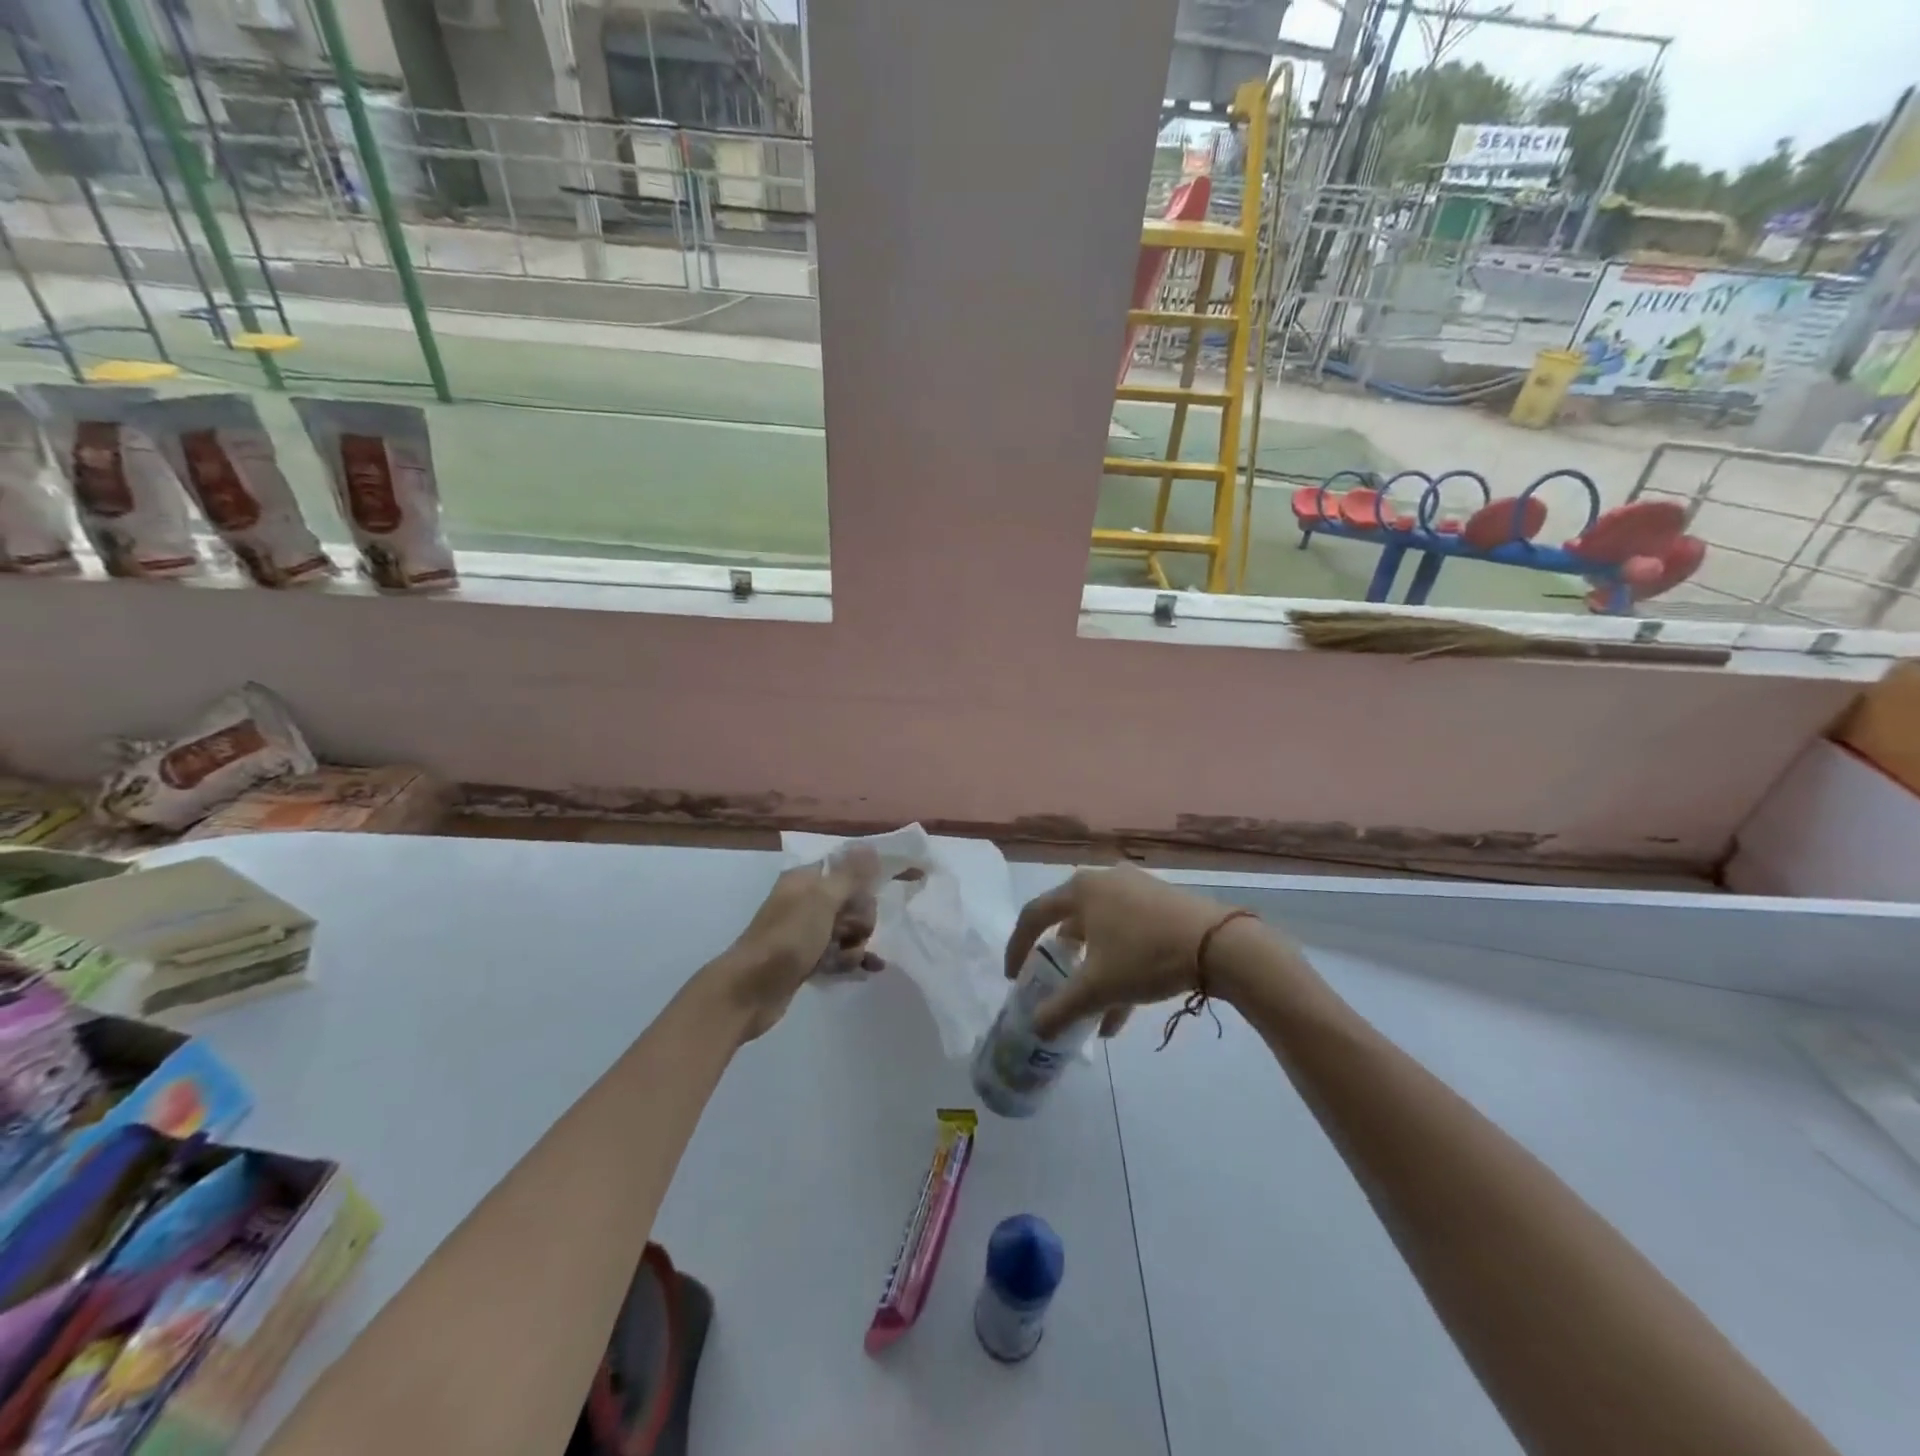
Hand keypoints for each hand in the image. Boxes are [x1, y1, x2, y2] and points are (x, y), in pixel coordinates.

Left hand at [707, 847, 883, 1041]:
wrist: (750, 990)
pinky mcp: (807, 959)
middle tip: (855, 934)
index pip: (845, 870)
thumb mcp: (822, 900)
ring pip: (847, 930)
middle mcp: (806, 901)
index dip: (862, 885)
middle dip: (861, 919)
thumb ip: (850, 874)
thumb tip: (869, 846)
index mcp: (806, 880)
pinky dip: (852, 959)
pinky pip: (839, 953)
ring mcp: (806, 932)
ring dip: (856, 944)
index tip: (870, 900)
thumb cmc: (787, 938)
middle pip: (851, 902)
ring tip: (850, 959)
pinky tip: (870, 969)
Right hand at [1005, 865, 1250, 1039]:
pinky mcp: (1161, 902)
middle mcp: (1103, 881)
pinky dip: (1119, 966)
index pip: (1034, 915)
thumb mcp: (1097, 988)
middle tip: (1052, 983)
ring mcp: (1135, 888)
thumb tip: (1034, 1029)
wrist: (1218, 945)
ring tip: (1092, 1012)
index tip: (1013, 977)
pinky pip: (1128, 934)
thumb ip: (1060, 1009)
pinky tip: (1124, 1009)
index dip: (1017, 947)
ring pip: (1102, 932)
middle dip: (1061, 960)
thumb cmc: (1145, 956)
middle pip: (1070, 921)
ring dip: (1093, 971)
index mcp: (1080, 890)